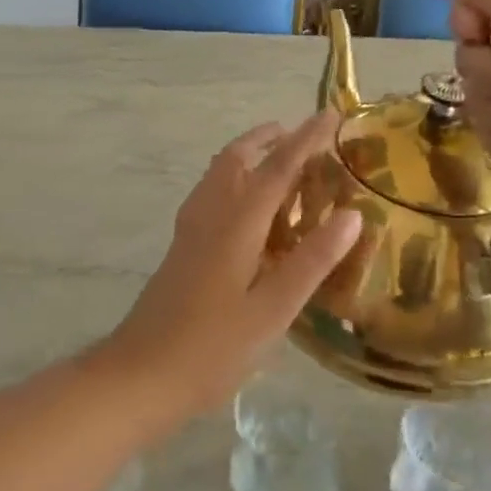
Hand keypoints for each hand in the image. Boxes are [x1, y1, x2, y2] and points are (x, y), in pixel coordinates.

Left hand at [102, 115, 360, 422]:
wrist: (139, 376)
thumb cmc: (211, 349)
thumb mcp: (272, 311)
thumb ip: (311, 261)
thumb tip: (351, 215)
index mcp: (236, 224)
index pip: (277, 168)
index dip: (306, 139)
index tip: (332, 114)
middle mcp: (209, 215)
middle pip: (237, 160)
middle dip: (268, 139)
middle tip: (300, 134)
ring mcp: (189, 231)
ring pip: (218, 175)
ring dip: (247, 157)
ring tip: (276, 161)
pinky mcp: (181, 250)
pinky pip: (210, 195)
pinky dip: (233, 181)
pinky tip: (245, 210)